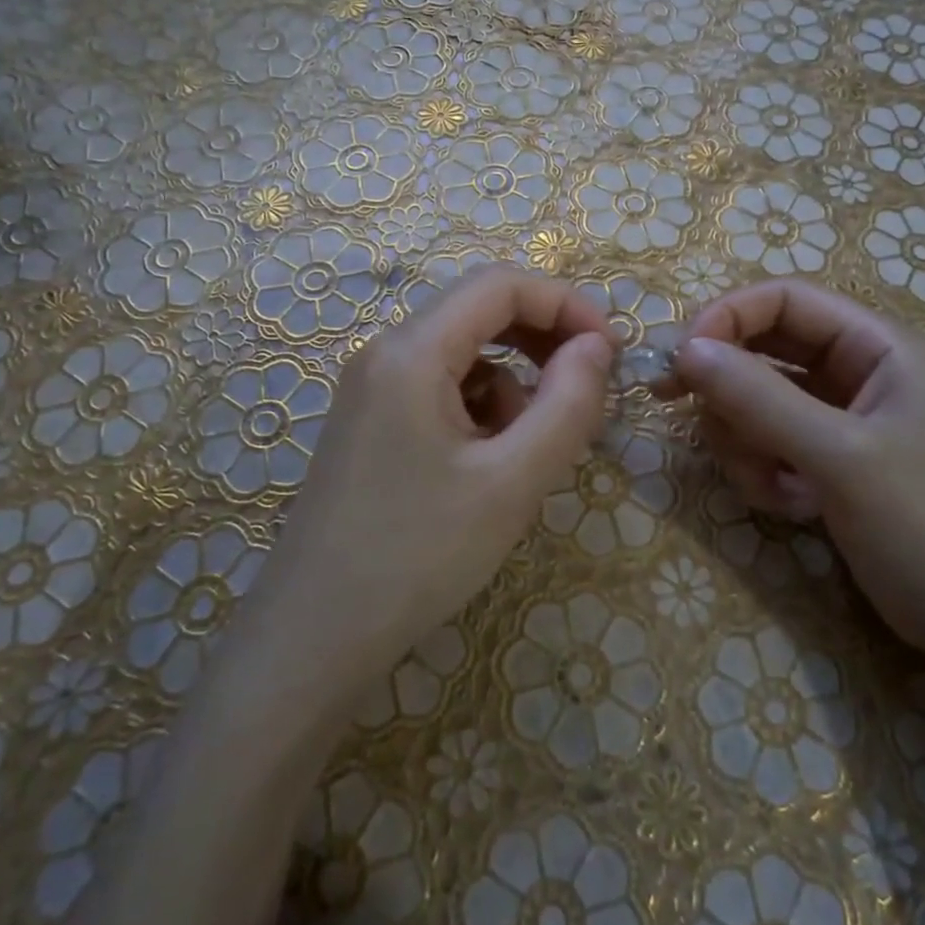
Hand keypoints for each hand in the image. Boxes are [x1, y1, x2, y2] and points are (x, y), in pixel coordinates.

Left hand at [259, 263, 614, 670]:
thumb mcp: (512, 482)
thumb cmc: (418, 555)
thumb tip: (597, 347)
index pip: (500, 285)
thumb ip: (567, 404)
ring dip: (513, 385)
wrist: (313, 639)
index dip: (565, 303)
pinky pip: (441, 391)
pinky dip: (481, 411)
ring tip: (527, 452)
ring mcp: (372, 390)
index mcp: (412, 351)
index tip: (612, 352)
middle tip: (588, 389)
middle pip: (479, 312)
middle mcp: (385, 354)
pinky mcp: (371, 424)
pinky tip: (486, 468)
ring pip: (464, 356)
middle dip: (543, 340)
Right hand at [672, 280, 924, 662]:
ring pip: (757, 401)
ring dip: (746, 442)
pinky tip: (792, 507)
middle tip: (686, 416)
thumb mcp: (840, 458)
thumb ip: (759, 398)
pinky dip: (764, 471)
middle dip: (729, 389)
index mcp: (879, 347)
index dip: (727, 318)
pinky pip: (769, 442)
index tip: (681, 360)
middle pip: (764, 350)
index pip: (785, 299)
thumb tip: (685, 349)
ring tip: (774, 488)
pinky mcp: (829, 461)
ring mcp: (843, 419)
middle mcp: (859, 372)